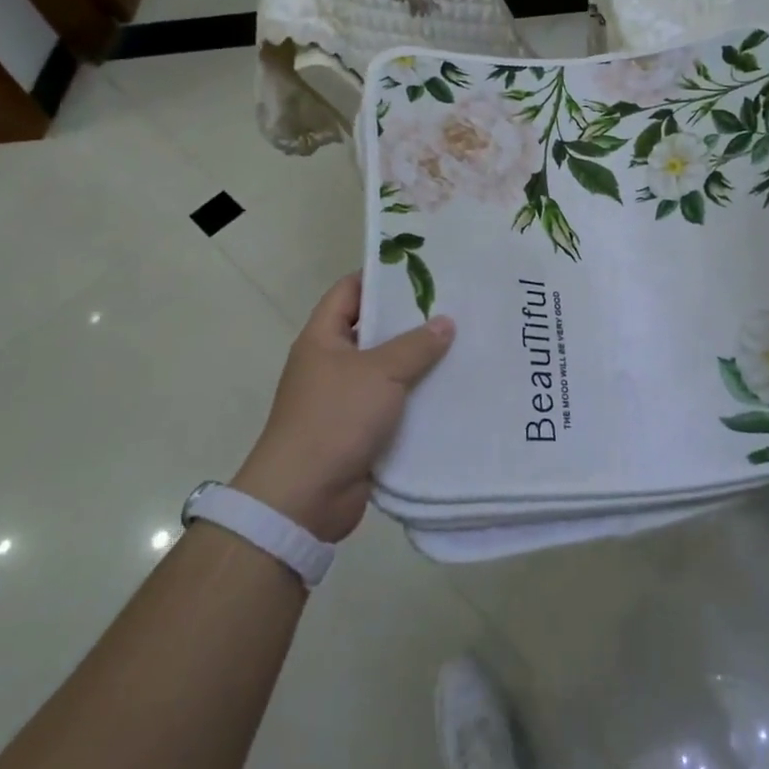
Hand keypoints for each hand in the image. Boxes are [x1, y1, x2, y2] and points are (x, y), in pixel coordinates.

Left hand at [234, 273, 453, 543]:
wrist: (304, 497)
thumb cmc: (335, 418)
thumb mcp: (379, 373)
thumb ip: (415, 345)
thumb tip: (445, 321)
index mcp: (323, 339)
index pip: (349, 291)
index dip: (380, 277)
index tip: (421, 271)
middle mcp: (331, 364)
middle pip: (374, 330)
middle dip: (411, 322)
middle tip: (456, 308)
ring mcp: (345, 399)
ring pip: (388, 370)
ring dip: (420, 363)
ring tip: (464, 346)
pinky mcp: (360, 431)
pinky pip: (394, 405)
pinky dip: (418, 399)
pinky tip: (453, 391)